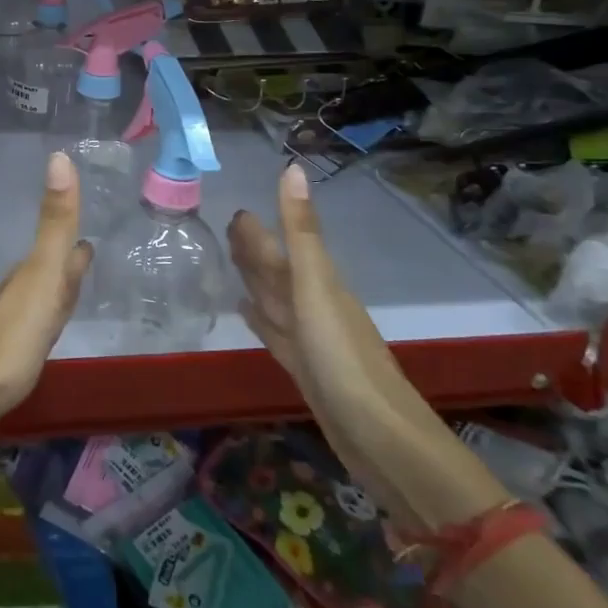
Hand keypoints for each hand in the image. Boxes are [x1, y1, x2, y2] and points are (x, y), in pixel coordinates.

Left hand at [0, 151, 93, 438]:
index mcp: (31, 275)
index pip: (58, 244)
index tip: (90, 206)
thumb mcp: (39, 279)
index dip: (73, 226)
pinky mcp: (6, 359)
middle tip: (88, 245)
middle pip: (49, 269)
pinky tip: (46, 327)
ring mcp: (10, 326)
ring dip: (58, 286)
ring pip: (40, 297)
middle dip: (68, 256)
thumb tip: (60, 156)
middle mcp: (19, 294)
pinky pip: (34, 327)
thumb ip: (54, 224)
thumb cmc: (5, 341)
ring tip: (75, 278)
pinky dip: (47, 319)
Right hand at [229, 163, 506, 532]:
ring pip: (275, 300)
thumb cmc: (343, 357)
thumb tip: (292, 168)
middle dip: (255, 249)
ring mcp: (310, 340)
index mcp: (318, 283)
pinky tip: (244, 312)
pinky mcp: (304, 369)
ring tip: (231, 262)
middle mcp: (314, 306)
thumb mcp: (316, 286)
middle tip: (227, 226)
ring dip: (255, 281)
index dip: (261, 229)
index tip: (236, 208)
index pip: (284, 246)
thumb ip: (300, 231)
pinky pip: (274, 334)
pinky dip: (259, 320)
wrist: (380, 439)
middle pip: (278, 271)